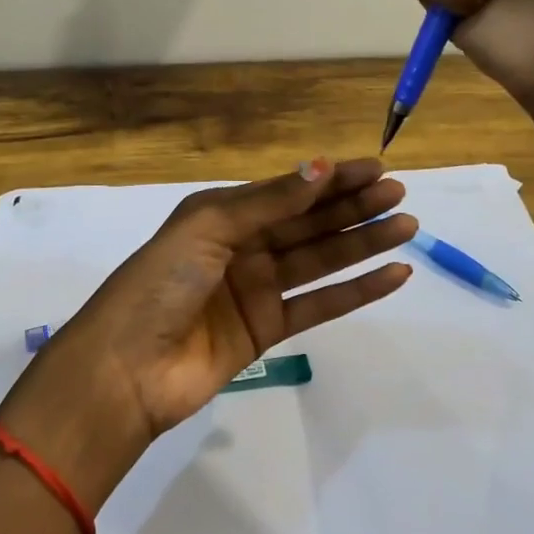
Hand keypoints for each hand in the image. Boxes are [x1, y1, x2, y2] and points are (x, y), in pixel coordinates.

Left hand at [0, 159, 414, 502]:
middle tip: (400, 196)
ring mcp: (256, 288)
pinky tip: (391, 277)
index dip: (331, 179)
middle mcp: (242, 245)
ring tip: (406, 229)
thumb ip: (268, 202)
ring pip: (319, 259)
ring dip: (361, 244)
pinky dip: (355, 291)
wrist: (127, 367)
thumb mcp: (208, 227)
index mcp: (222, 213)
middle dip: (353, 208)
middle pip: (308, 222)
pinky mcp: (267, 330)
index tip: (376, 170)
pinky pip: (318, 304)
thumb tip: (321, 166)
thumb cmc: (161, 282)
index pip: (287, 190)